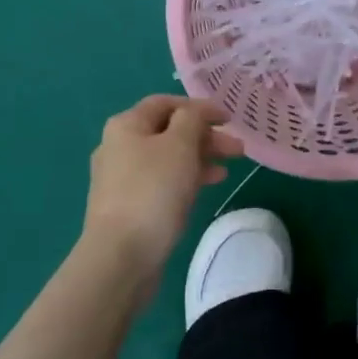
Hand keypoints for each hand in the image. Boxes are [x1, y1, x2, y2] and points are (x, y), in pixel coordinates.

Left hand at [81, 95, 244, 291]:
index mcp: (126, 125)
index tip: (230, 120)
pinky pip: (162, 181)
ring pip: (168, 158)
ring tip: (230, 166)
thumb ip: (192, 120)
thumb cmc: (152, 191)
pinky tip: (209, 185)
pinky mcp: (129, 205)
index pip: (166, 103)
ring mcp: (122, 178)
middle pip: (168, 131)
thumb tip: (194, 113)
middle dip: (205, 136)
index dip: (199, 107)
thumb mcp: (179, 145)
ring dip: (200, 157)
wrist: (121, 255)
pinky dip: (186, 178)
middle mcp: (119, 146)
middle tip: (238, 149)